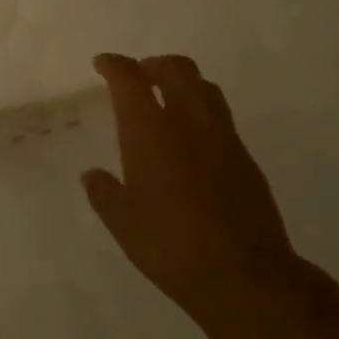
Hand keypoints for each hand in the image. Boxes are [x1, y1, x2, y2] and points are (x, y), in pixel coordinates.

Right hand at [82, 53, 298, 319]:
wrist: (245, 274)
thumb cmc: (170, 245)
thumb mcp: (122, 222)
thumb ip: (104, 192)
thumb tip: (93, 175)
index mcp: (150, 131)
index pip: (130, 79)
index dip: (115, 65)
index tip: (103, 64)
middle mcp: (189, 123)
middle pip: (176, 70)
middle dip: (153, 64)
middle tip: (138, 76)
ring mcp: (223, 138)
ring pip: (205, 88)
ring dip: (182, 82)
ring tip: (167, 99)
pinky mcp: (246, 158)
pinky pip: (221, 117)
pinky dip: (201, 112)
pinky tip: (192, 140)